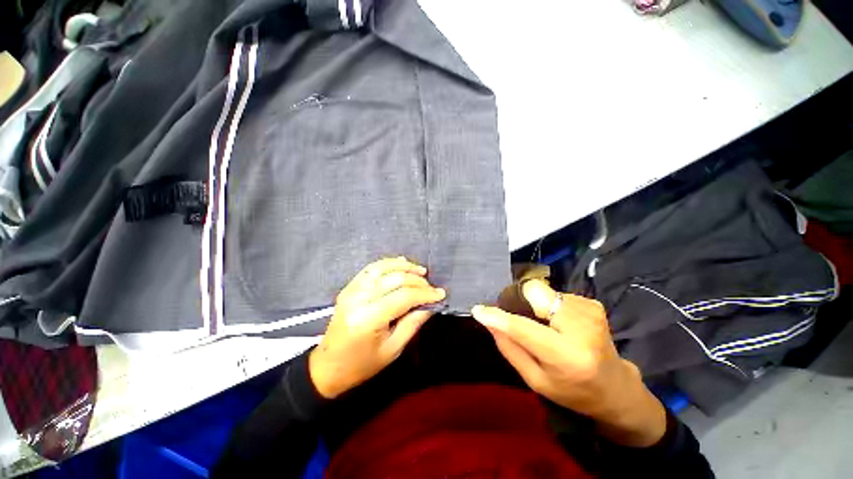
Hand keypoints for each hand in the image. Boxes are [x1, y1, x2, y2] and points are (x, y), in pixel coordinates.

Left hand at [309, 257, 445, 398]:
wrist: (328, 367)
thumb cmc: (362, 364)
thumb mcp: (393, 350)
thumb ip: (413, 323)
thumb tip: (431, 305)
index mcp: (368, 319)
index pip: (403, 297)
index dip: (425, 293)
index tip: (440, 294)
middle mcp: (359, 299)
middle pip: (394, 279)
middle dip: (417, 281)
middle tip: (431, 287)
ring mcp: (351, 290)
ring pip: (382, 268)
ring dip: (404, 266)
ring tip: (420, 271)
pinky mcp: (349, 287)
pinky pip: (371, 269)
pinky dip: (388, 263)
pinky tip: (401, 262)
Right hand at [471, 280, 666, 446]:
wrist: (615, 388)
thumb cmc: (572, 391)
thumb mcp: (535, 380)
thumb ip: (510, 348)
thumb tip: (488, 321)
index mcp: (566, 356)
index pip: (523, 329)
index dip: (498, 316)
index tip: (478, 310)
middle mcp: (581, 328)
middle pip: (535, 293)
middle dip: (520, 300)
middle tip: (518, 314)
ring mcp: (590, 311)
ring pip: (543, 291)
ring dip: (535, 304)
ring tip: (544, 324)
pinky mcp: (592, 303)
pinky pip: (555, 293)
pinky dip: (549, 305)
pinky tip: (558, 322)